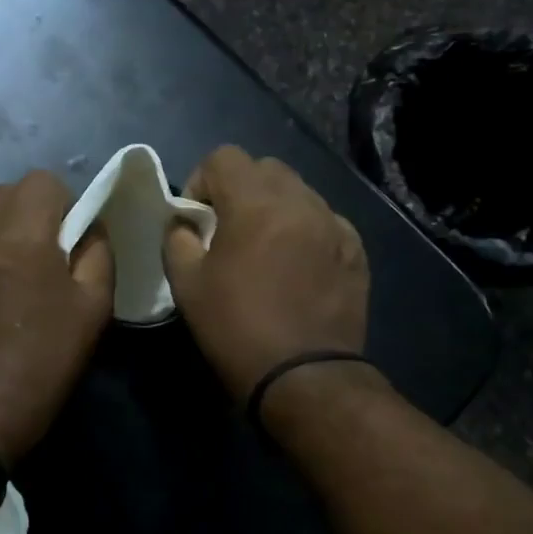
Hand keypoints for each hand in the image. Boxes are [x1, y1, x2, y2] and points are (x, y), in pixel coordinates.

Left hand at [0, 170, 113, 461]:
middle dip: (31, 208)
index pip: (41, 181)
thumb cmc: (46, 359)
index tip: (71, 235)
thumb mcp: (94, 307)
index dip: (64, 201)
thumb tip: (89, 227)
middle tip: (46, 249)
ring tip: (15, 268)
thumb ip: (97, 252)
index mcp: (21, 237)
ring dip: (2, 226)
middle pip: (5, 191)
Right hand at [163, 146, 369, 401]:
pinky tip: (296, 266)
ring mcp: (334, 224)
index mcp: (255, 203)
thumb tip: (185, 223)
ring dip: (274, 207)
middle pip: (265, 168)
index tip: (197, 219)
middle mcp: (300, 202)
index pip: (224, 157)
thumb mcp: (186, 284)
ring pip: (298, 192)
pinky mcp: (355, 250)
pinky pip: (324, 220)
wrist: (303, 377)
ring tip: (264, 248)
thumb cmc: (236, 328)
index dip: (202, 181)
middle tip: (228, 229)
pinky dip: (304, 230)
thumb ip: (177, 239)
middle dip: (240, 189)